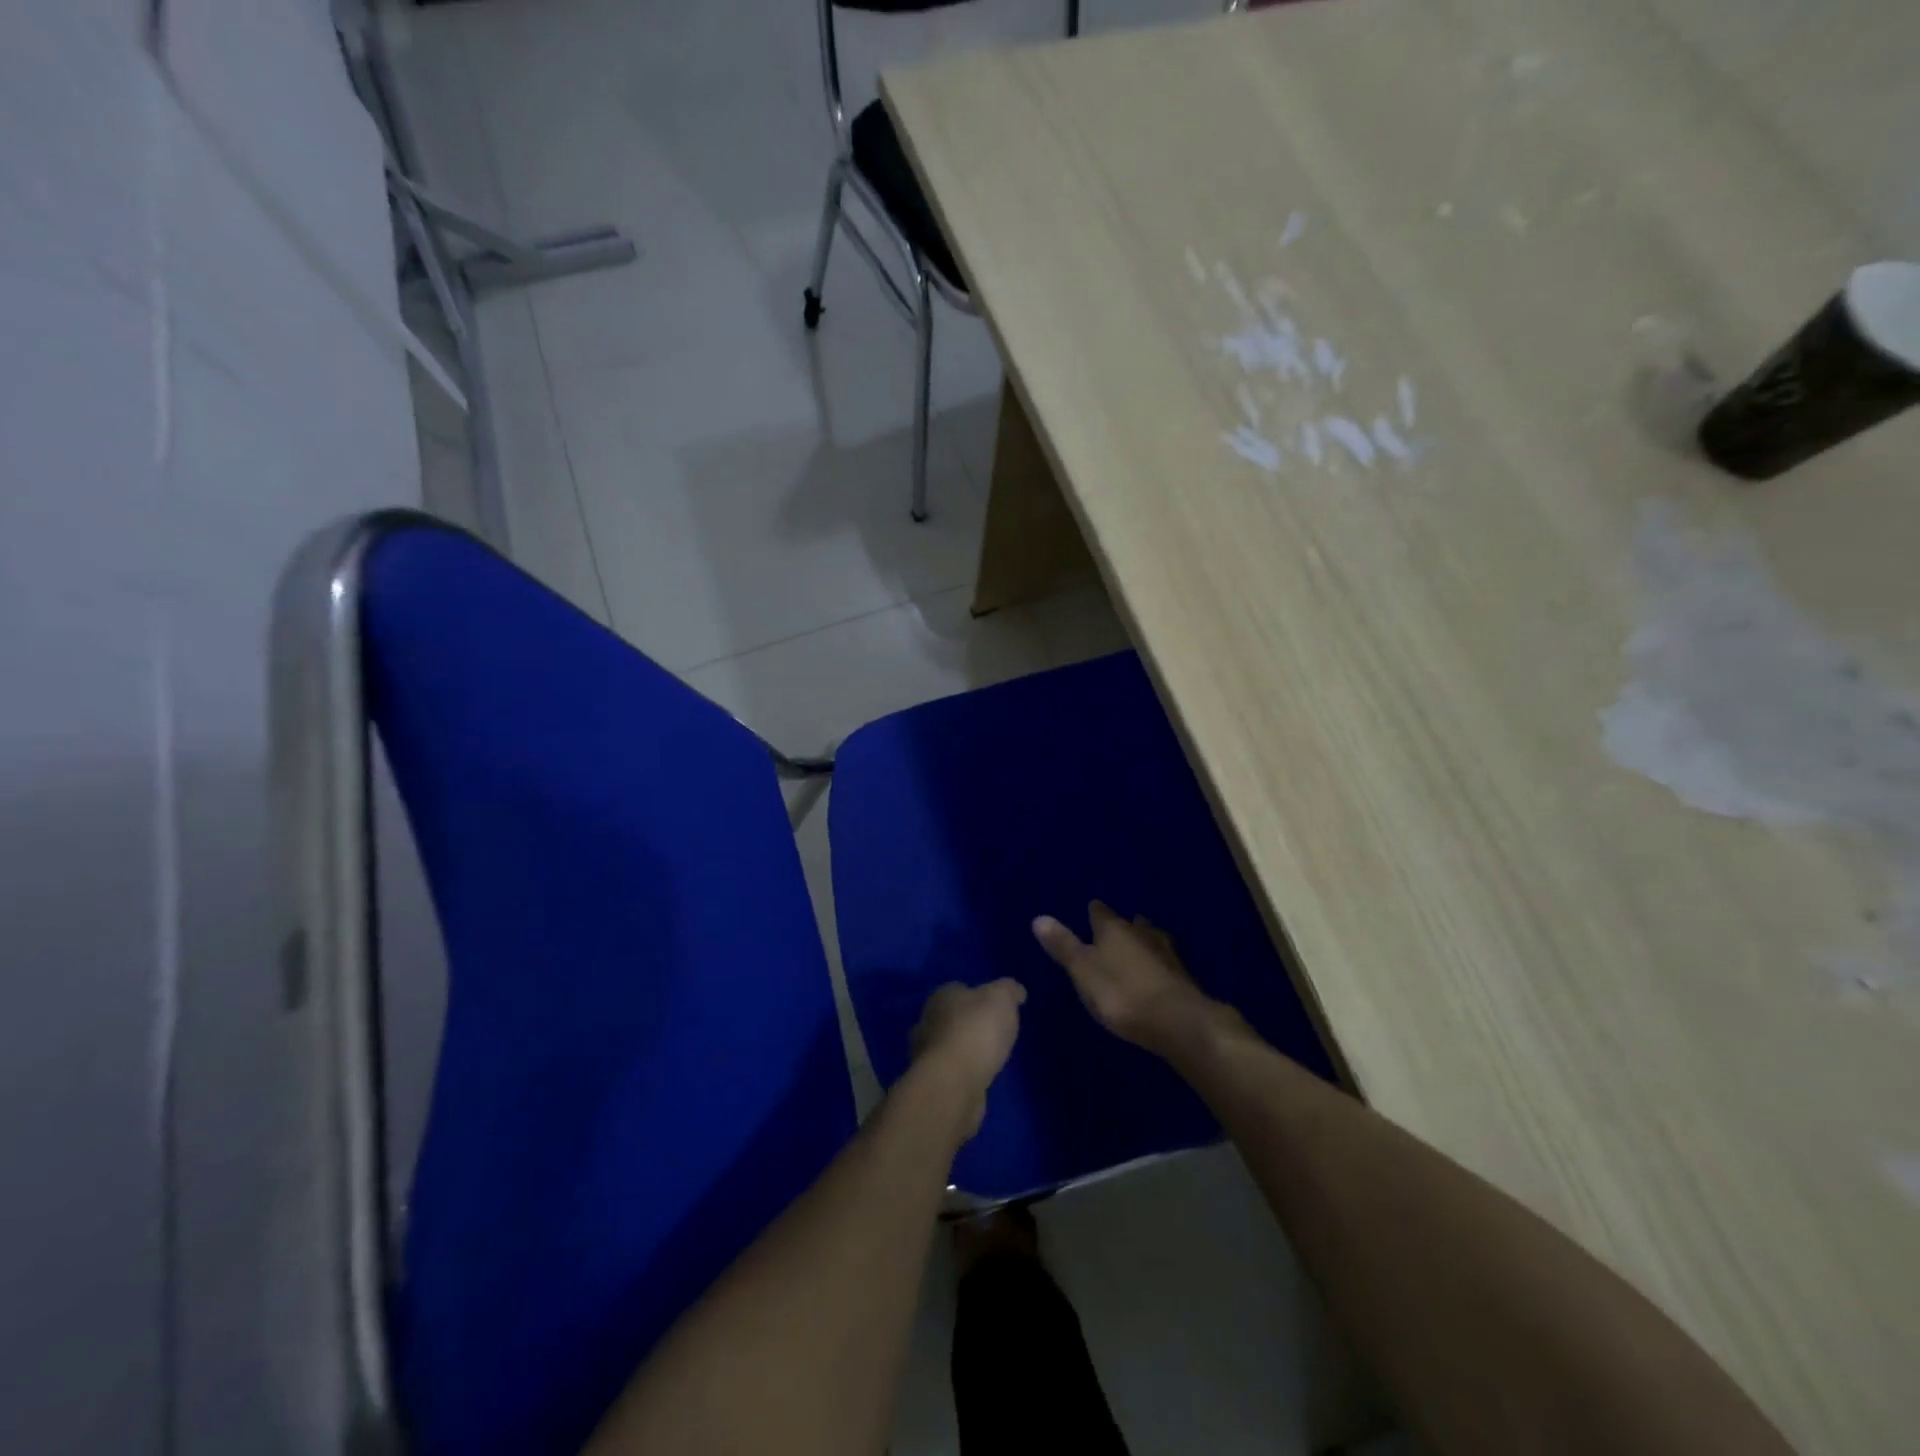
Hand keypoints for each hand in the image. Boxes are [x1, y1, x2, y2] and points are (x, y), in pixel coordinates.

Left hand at [911, 980, 1024, 1140]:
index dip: (977, 996)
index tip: (994, 1007)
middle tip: (993, 1033)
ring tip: (989, 1058)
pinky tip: (979, 1078)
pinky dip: (963, 1073)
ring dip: (964, 1051)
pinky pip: (951, 1072)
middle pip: (951, 1018)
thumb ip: (1009, 990)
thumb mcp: (1002, 998)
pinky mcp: (932, 1083)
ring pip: (948, 1046)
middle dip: (968, 1024)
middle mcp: (927, 1022)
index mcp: (941, 997)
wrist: (954, 1084)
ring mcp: (926, 1055)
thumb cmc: (976, 1031)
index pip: (958, 989)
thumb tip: (1016, 991)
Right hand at [1032, 902, 1241, 1058]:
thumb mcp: (1082, 971)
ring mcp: (1165, 952)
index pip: (1100, 912)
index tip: (1090, 911)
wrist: (1177, 1020)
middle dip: (1122, 926)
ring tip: (1136, 946)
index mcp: (1114, 929)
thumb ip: (1063, 945)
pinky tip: (1156, 971)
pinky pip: (1164, 960)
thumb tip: (1039, 917)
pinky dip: (1157, 962)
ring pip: (1151, 938)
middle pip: (1130, 923)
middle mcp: (1141, 933)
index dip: (1094, 913)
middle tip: (1114, 930)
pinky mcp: (1181, 975)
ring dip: (1143, 941)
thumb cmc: (1120, 993)